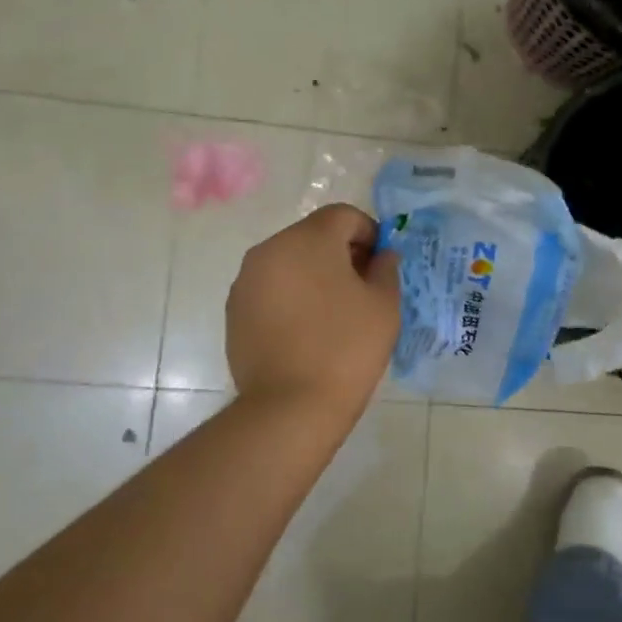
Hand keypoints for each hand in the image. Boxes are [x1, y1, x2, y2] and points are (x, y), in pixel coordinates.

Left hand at [227, 204, 401, 419]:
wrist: (290, 406)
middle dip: (340, 253)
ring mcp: (247, 280)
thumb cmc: (346, 348)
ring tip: (333, 313)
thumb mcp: (384, 305)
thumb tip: (381, 255)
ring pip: (289, 262)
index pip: (343, 216)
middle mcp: (270, 249)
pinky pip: (270, 289)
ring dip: (313, 275)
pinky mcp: (235, 310)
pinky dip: (290, 297)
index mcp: (308, 239)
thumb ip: (386, 269)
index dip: (369, 233)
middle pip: (313, 236)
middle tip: (362, 289)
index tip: (381, 265)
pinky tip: (306, 331)